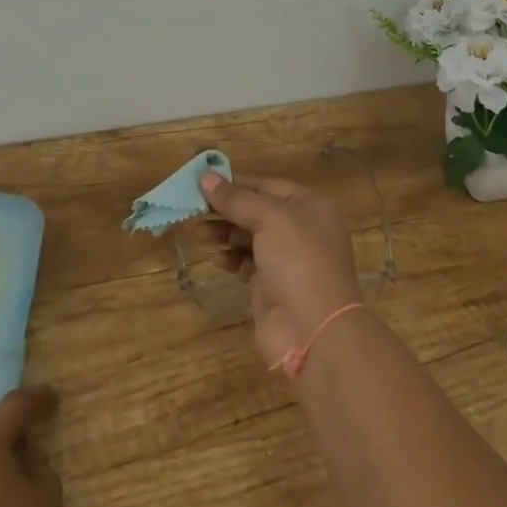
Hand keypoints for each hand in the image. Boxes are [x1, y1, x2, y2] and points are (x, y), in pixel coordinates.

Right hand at [199, 172, 365, 368]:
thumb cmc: (298, 261)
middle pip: (257, 211)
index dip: (238, 183)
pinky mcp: (270, 285)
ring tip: (199, 231)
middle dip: (227, 209)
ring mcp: (286, 259)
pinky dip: (230, 257)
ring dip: (225, 232)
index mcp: (309, 207)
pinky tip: (215, 257)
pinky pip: (246, 262)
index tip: (204, 181)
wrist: (313, 329)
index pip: (268, 186)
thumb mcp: (270, 219)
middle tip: (193, 207)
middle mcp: (300, 230)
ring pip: (249, 237)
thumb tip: (205, 177)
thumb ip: (237, 199)